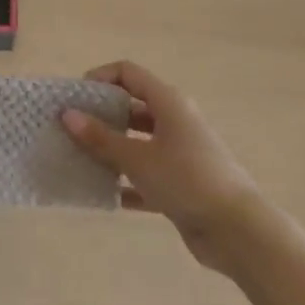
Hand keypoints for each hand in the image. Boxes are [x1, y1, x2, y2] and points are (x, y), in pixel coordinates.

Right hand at [61, 61, 262, 272]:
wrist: (237, 230)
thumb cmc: (186, 180)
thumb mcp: (138, 158)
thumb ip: (101, 138)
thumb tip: (67, 115)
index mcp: (168, 102)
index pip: (128, 73)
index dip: (100, 78)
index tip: (75, 97)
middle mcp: (174, 121)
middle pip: (131, 108)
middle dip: (100, 117)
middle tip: (70, 130)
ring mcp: (179, 153)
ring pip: (137, 143)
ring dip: (110, 151)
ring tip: (78, 161)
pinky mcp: (181, 184)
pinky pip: (146, 175)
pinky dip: (126, 182)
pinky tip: (103, 195)